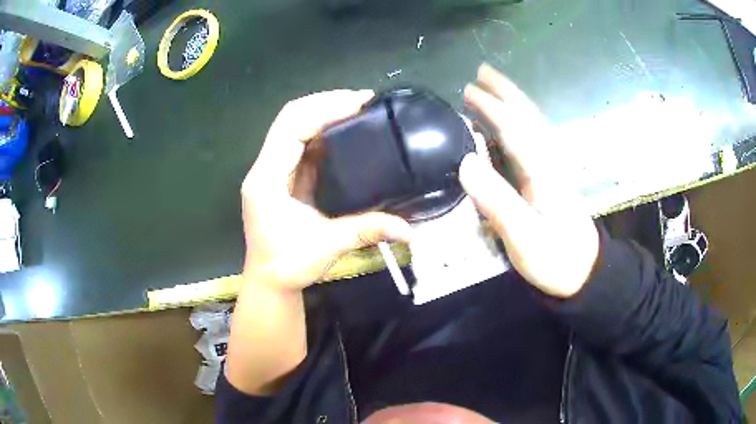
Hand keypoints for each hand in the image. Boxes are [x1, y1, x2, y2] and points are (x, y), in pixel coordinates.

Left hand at [241, 90, 411, 290]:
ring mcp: (271, 170)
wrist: (269, 281)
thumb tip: (410, 231)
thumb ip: (366, 231)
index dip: (325, 110)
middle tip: (363, 101)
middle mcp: (265, 168)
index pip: (291, 128)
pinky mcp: (281, 175)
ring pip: (292, 125)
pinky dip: (321, 129)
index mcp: (267, 179)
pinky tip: (344, 129)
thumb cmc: (288, 265)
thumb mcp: (327, 246)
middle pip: (289, 117)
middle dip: (325, 102)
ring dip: (323, 112)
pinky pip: (299, 141)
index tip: (360, 103)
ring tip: (357, 109)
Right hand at [459, 64, 598, 297]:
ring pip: (535, 126)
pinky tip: (514, 123)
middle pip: (528, 118)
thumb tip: (465, 162)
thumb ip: (497, 201)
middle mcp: (550, 162)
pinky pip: (536, 140)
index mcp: (542, 171)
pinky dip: (523, 123)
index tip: (468, 91)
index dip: (492, 107)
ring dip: (515, 103)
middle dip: (506, 93)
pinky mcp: (553, 179)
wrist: (585, 273)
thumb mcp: (523, 237)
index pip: (515, 129)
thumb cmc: (555, 258)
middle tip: (482, 73)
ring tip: (494, 89)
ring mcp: (554, 169)